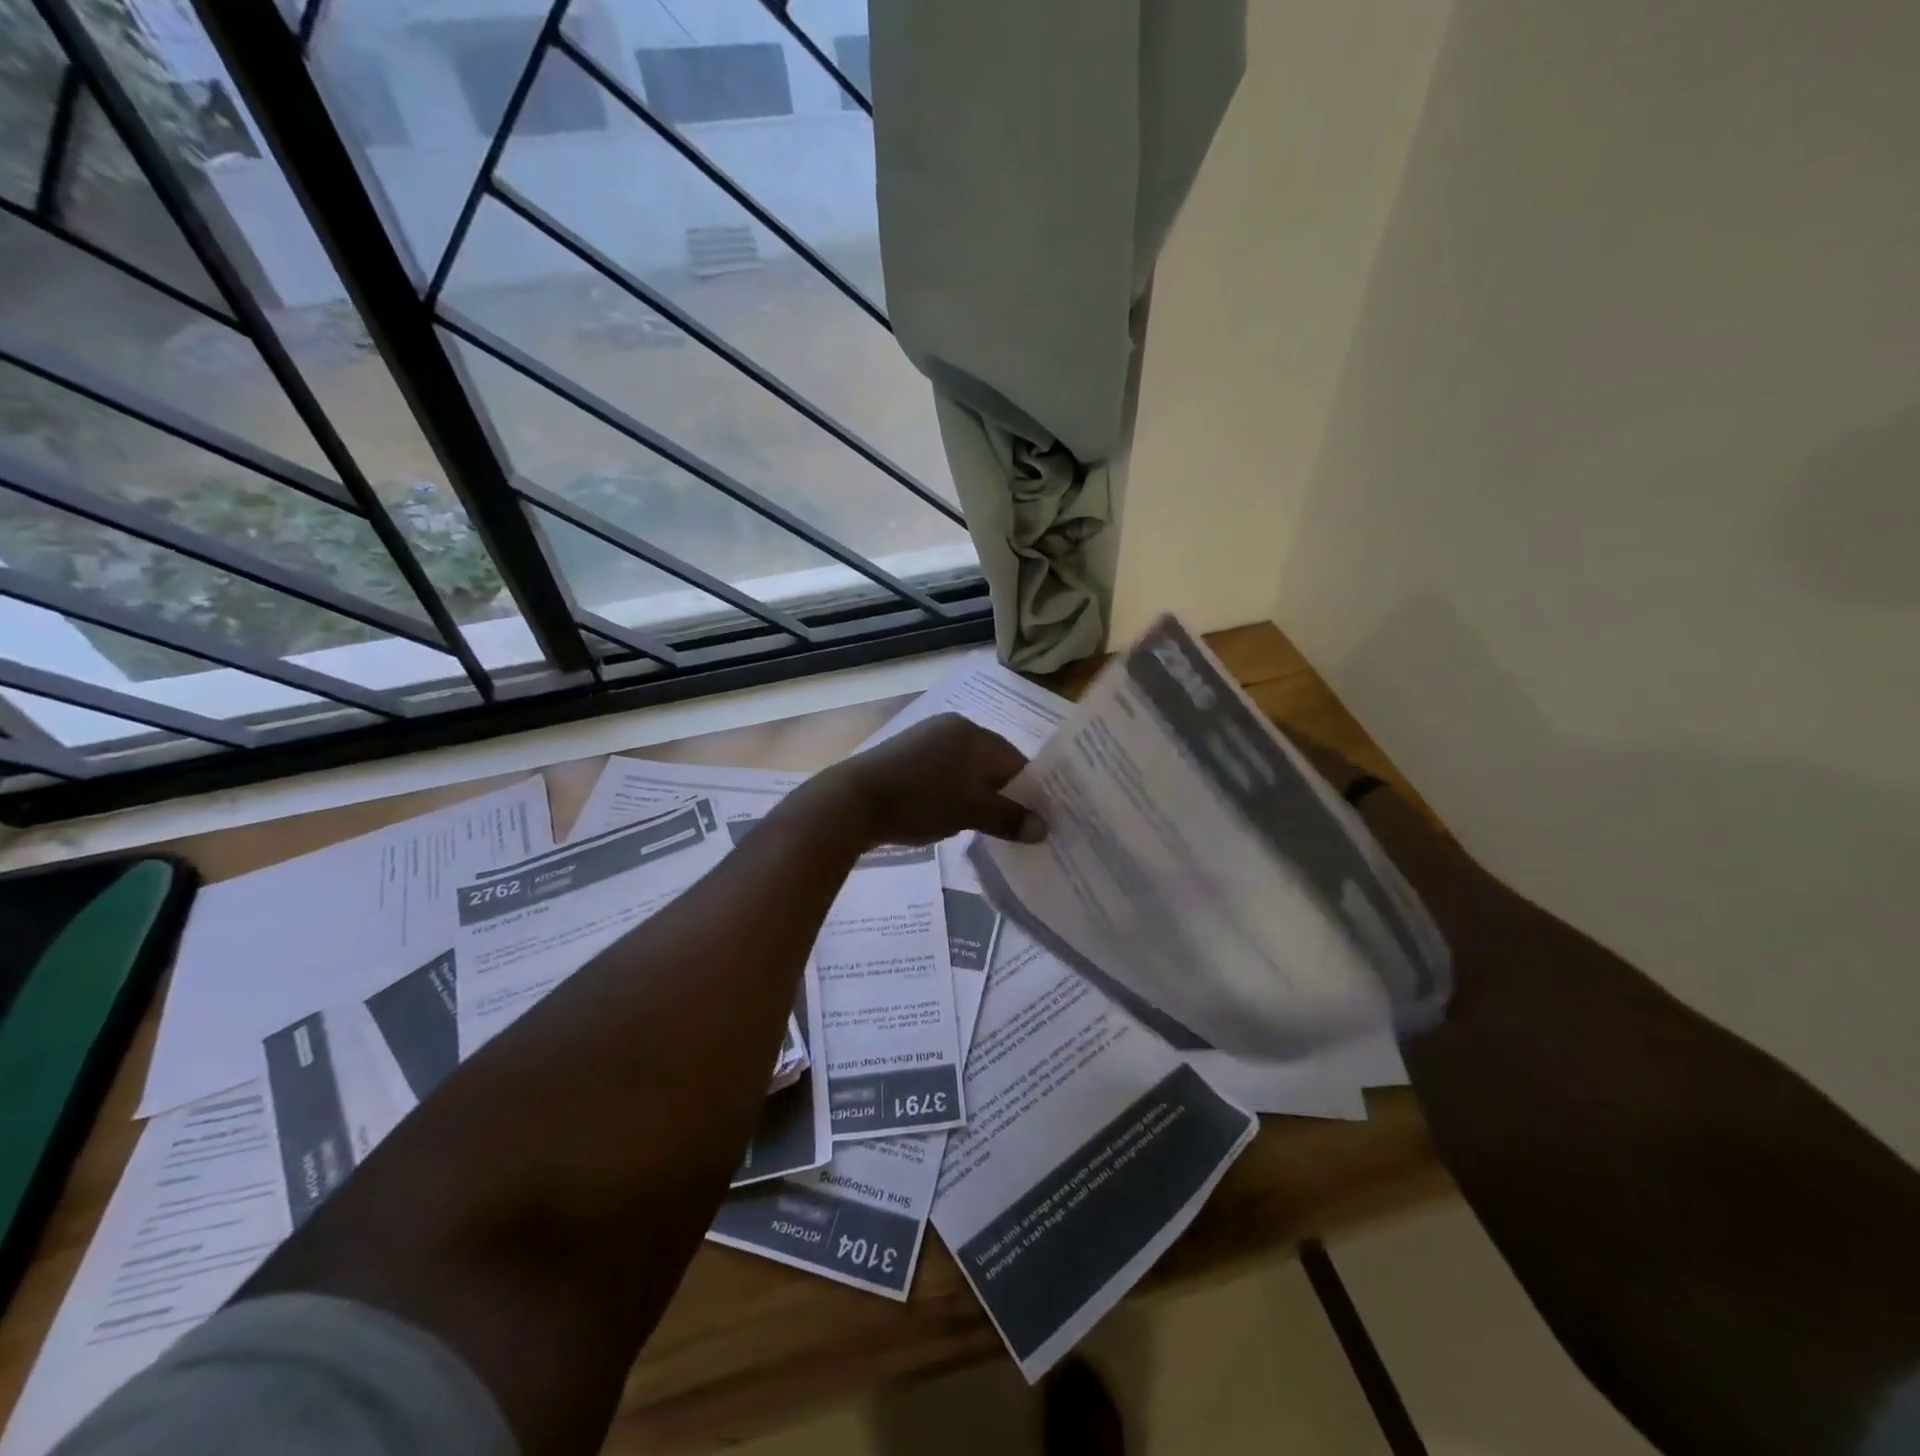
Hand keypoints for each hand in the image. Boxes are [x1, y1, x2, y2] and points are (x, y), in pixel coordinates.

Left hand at [825, 714, 1044, 846]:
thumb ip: (1009, 818)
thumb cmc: (920, 800)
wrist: (853, 800)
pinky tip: (949, 814)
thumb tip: (1043, 828)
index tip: (1037, 821)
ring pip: (966, 770)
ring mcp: (926, 739)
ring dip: (977, 795)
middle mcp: (952, 728)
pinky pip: (942, 774)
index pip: (1016, 760)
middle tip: (1014, 827)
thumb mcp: (970, 811)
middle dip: (1004, 794)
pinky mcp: (905, 756)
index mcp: (973, 733)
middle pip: (991, 763)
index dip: (1030, 791)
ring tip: (983, 826)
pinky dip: (952, 793)